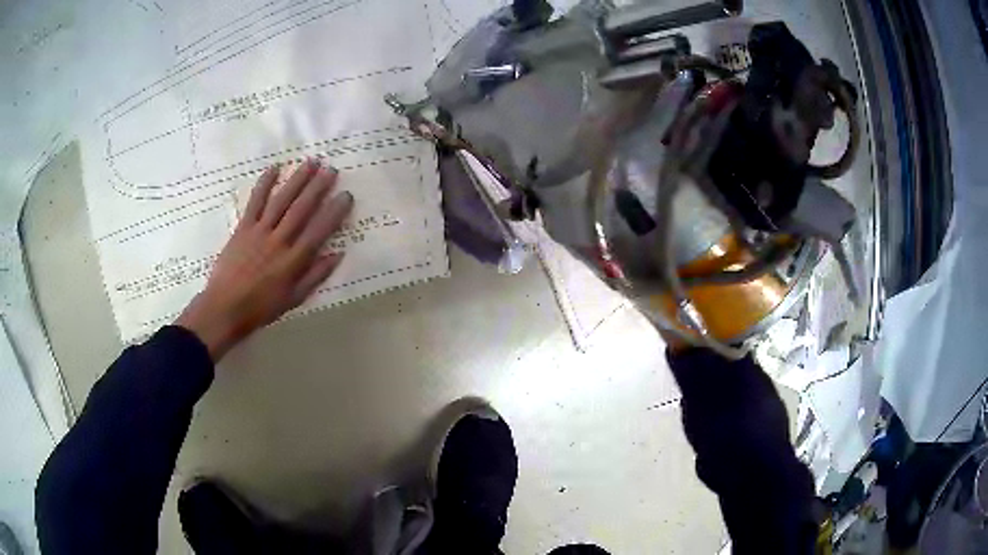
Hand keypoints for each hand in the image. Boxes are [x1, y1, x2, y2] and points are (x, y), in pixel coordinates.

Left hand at [176, 159, 353, 359]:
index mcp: (294, 261)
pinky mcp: (243, 228)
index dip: (334, 212)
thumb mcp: (294, 299)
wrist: (225, 308)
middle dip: (318, 187)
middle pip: (301, 209)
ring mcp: (260, 231)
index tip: (346, 195)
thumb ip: (315, 275)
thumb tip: (338, 254)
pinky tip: (274, 168)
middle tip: (331, 169)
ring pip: (282, 200)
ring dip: (297, 180)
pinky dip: (264, 184)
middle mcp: (279, 241)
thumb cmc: (261, 307)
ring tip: (311, 162)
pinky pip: (255, 202)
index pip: (319, 231)